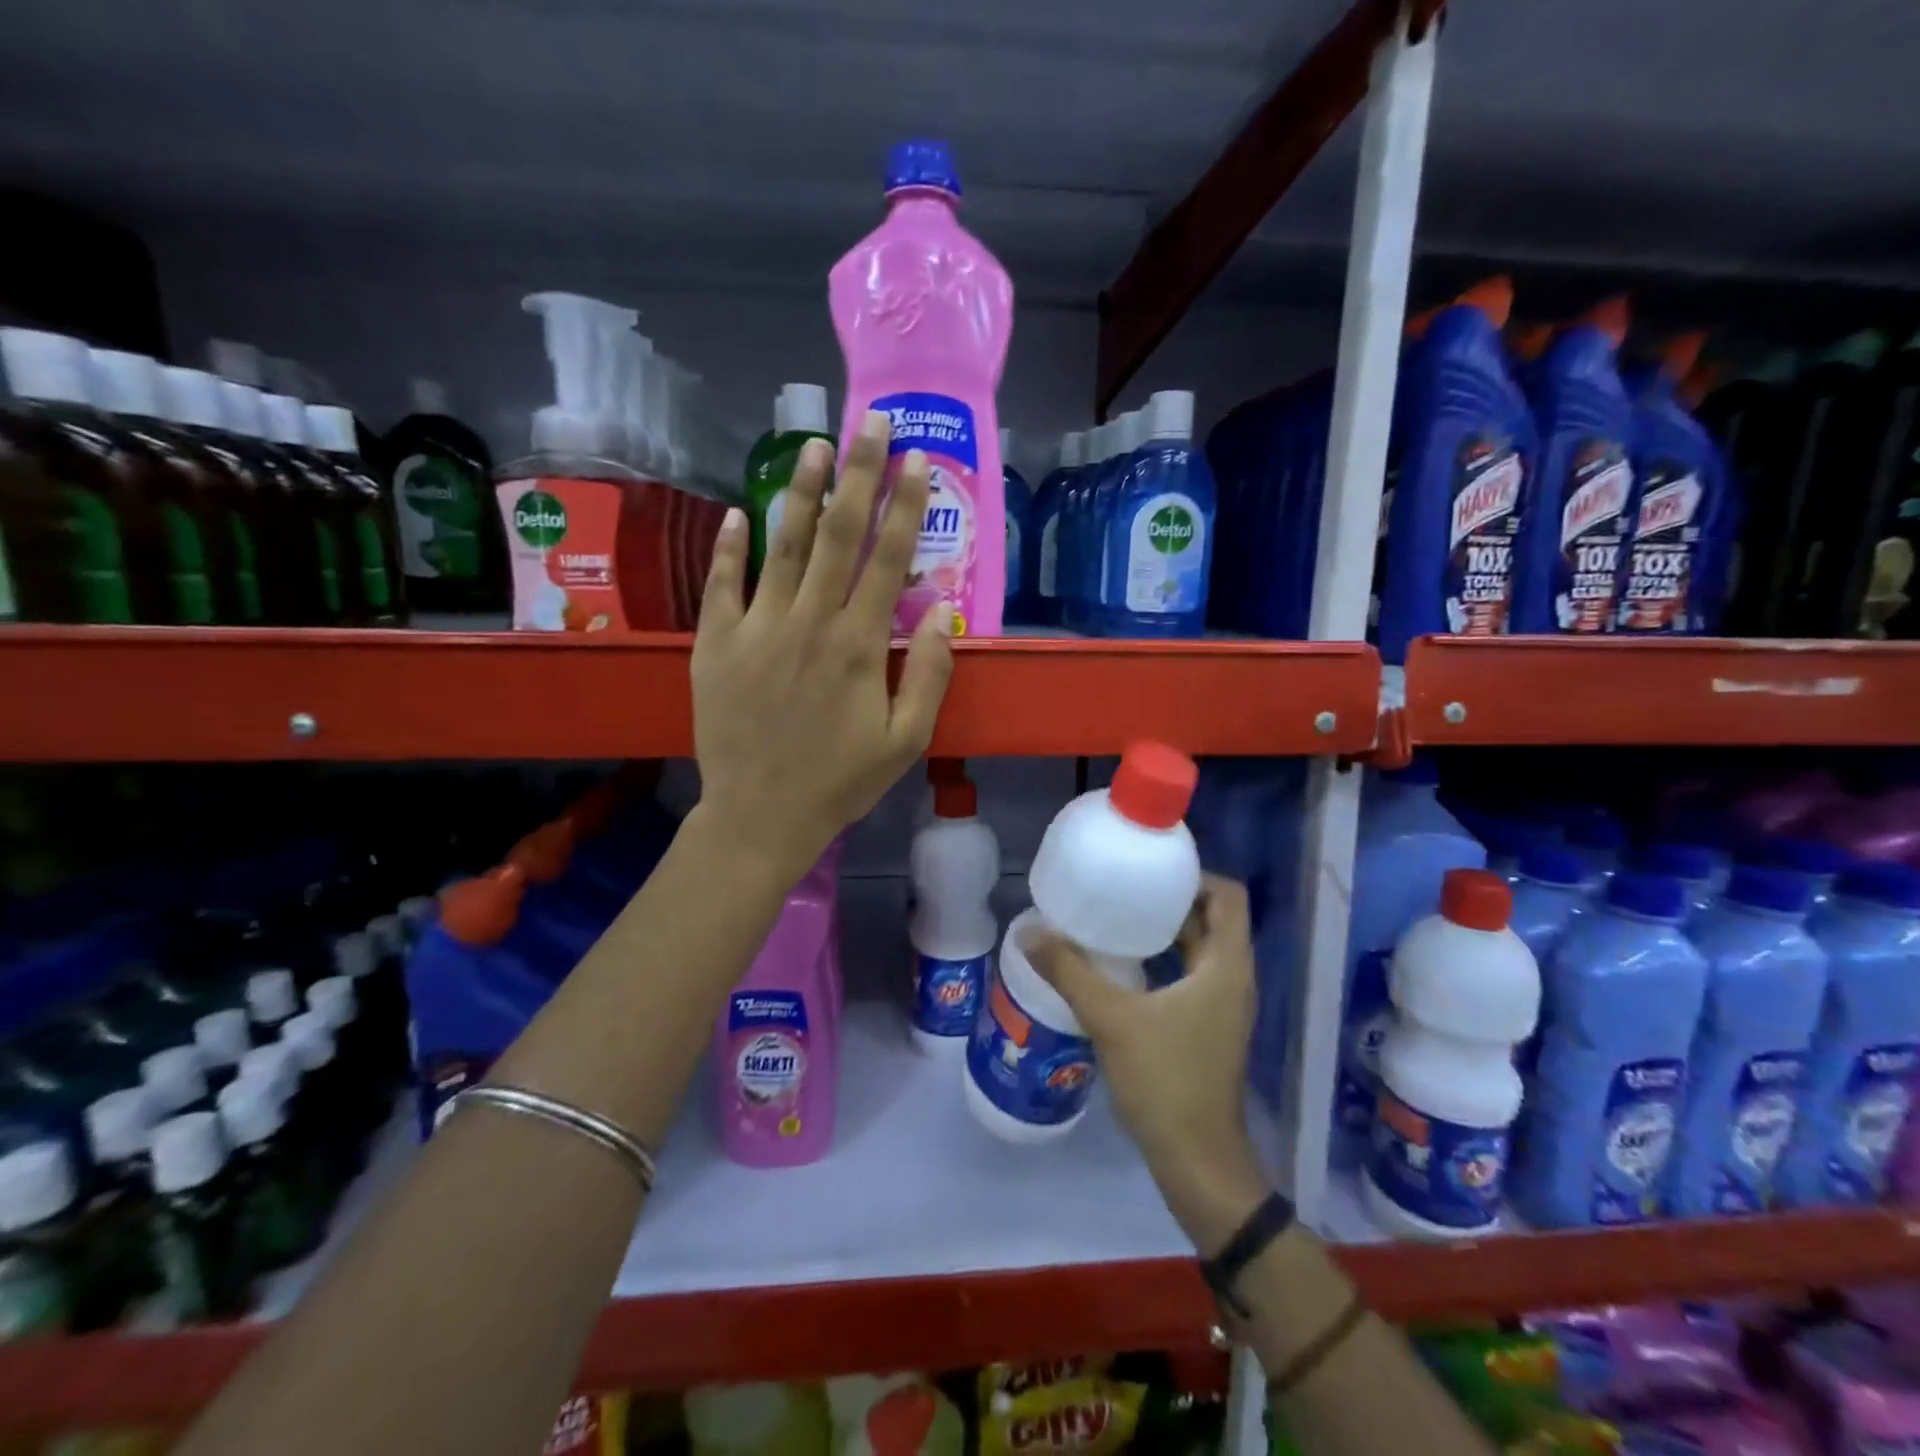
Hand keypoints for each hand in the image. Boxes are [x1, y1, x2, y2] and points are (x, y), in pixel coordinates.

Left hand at [691, 411, 954, 882]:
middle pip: (839, 536)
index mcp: (858, 645)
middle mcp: (809, 623)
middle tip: (871, 423)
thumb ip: (928, 676)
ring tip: (815, 445)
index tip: (916, 460)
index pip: (888, 560)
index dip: (905, 506)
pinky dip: (730, 546)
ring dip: (802, 493)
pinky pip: (723, 583)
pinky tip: (740, 511)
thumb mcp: (905, 741)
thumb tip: (942, 616)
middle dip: (859, 475)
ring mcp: (756, 629)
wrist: (760, 816)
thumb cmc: (840, 782)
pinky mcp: (716, 643)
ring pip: (784, 546)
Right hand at [1026, 876, 1268, 1251]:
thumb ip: (1069, 972)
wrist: (1197, 1161)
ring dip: (1166, 929)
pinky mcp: (1208, 1025)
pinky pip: (1190, 973)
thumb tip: (1029, 932)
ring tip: (1117, 917)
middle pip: (1213, 918)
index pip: (1228, 896)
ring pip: (1201, 947)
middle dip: (1171, 898)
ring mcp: (1223, 1004)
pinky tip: (1122, 964)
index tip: (1150, 870)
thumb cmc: (1166, 1082)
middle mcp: (1232, 978)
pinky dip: (1164, 958)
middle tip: (1124, 887)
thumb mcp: (1112, 1020)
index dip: (1195, 875)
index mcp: (1226, 966)